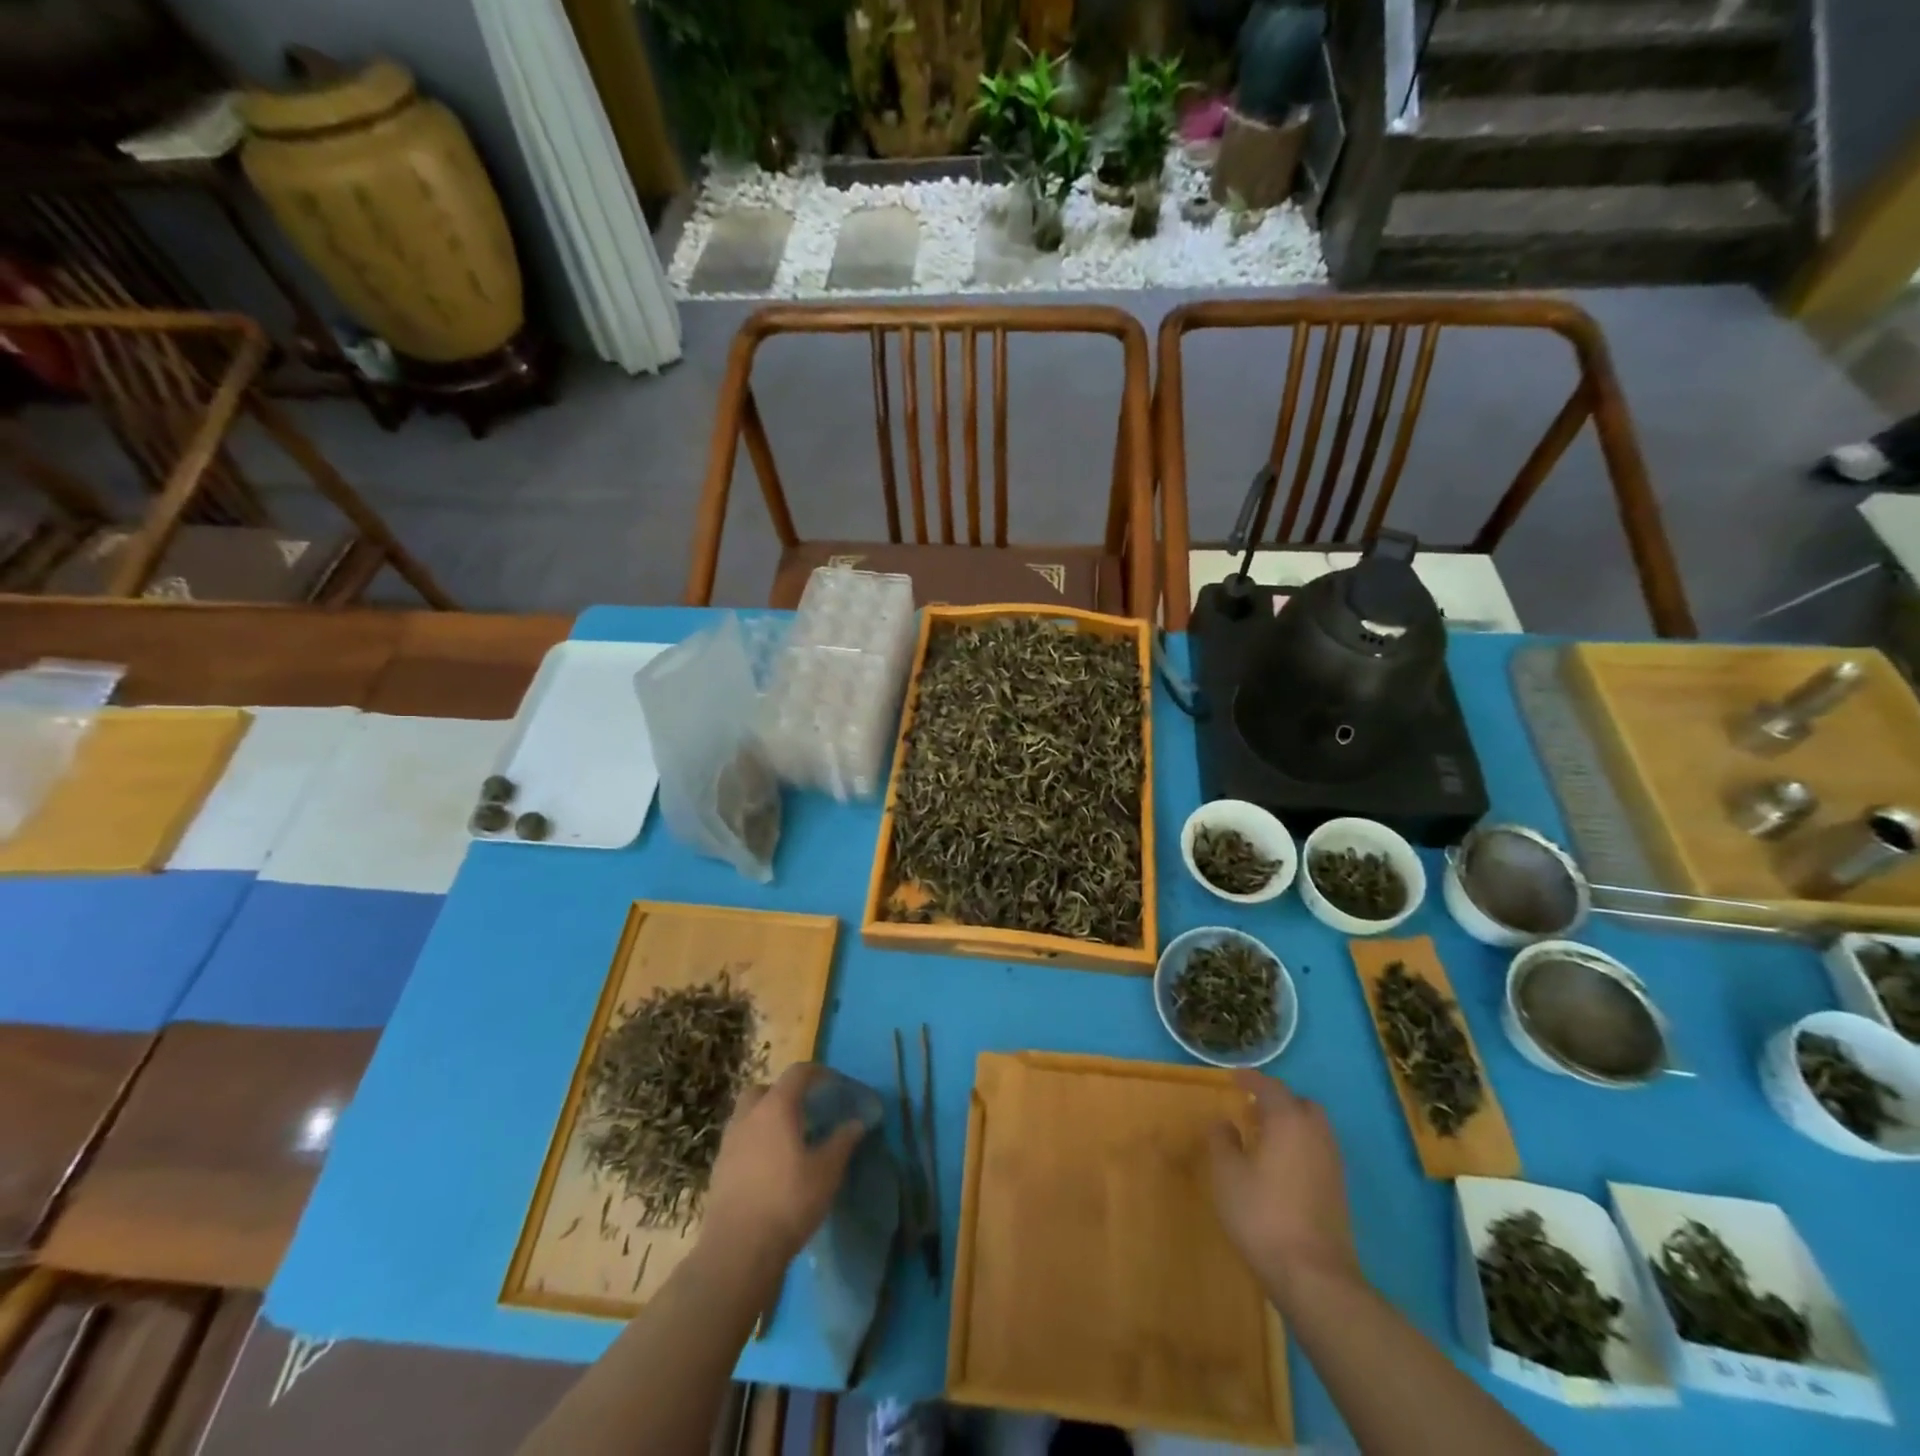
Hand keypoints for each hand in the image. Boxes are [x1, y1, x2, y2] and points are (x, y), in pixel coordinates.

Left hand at [702, 1063, 865, 1271]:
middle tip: (804, 1111)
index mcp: (776, 1108)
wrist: (737, 1251)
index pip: (798, 1073)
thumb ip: (843, 1142)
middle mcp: (748, 1117)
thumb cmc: (788, 1202)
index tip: (835, 1085)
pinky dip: (755, 1144)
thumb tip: (856, 1122)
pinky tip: (770, 1168)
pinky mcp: (718, 1171)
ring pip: (747, 1116)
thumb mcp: (827, 1172)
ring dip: (766, 1119)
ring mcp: (729, 1144)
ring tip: (788, 1142)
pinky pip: (739, 1142)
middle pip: (763, 1089)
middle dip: (783, 1093)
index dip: (819, 1073)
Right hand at [1208, 1070, 1362, 1310]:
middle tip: (1252, 1109)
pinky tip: (1281, 1165)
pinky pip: (1318, 1150)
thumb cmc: (1262, 1215)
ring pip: (1313, 1128)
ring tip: (1264, 1137)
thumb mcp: (1226, 1174)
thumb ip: (1222, 1140)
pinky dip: (1300, 1145)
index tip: (1233, 1078)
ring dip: (1291, 1124)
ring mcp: (1332, 1163)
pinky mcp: (1339, 1190)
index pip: (1269, 1087)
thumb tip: (1225, 1123)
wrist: (1314, 1276)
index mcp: (1288, 1120)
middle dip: (1277, 1101)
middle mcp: (1316, 1134)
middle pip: (1300, 1103)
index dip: (1250, 1079)